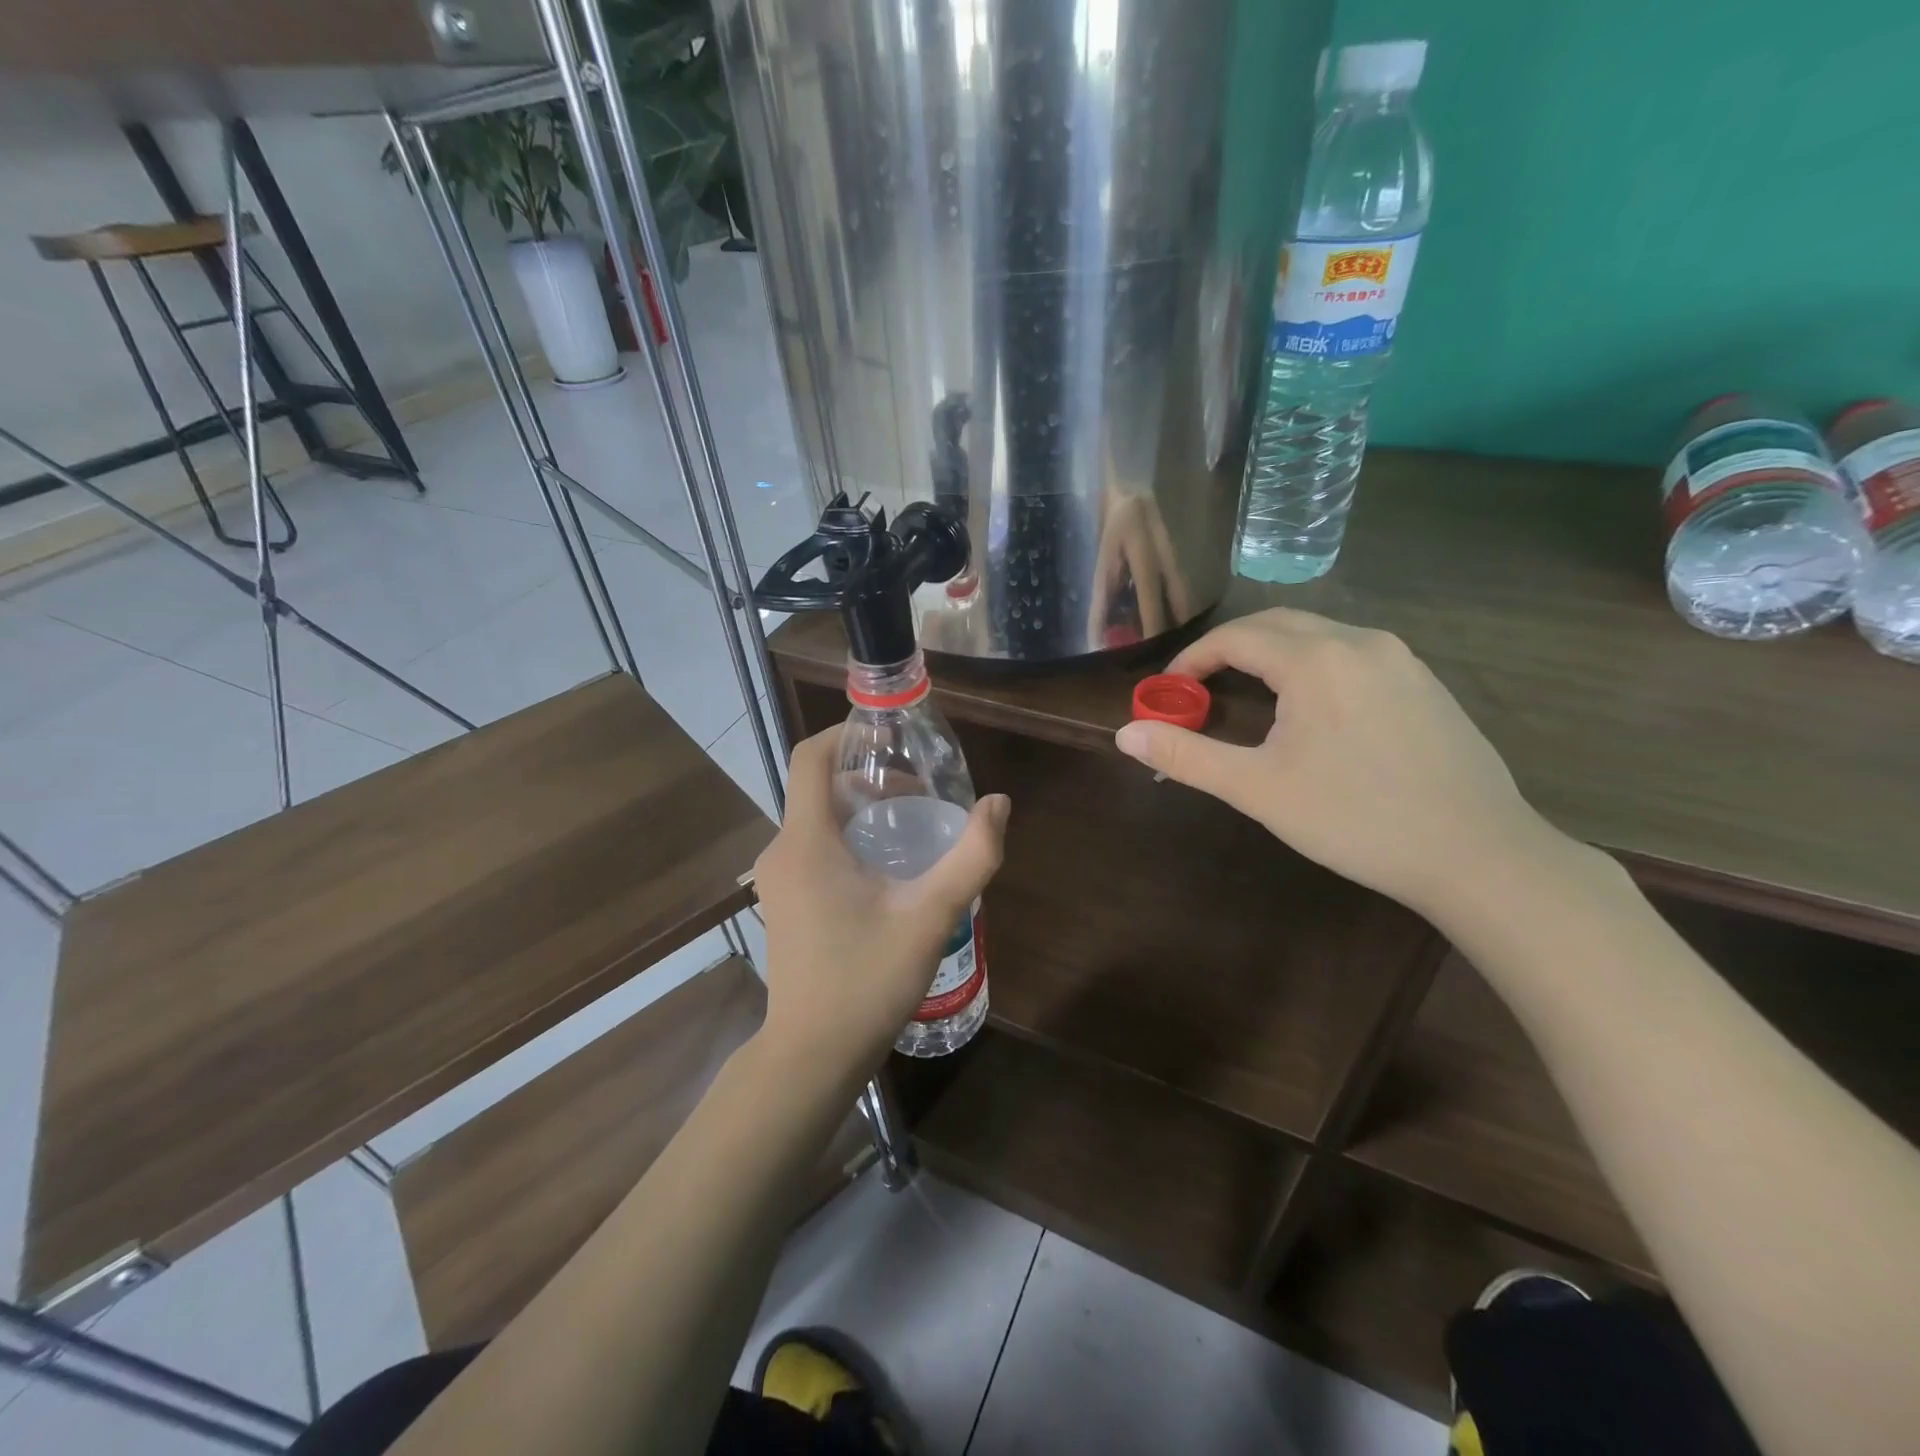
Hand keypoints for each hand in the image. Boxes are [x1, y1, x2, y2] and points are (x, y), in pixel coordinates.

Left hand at [752, 729, 1010, 1080]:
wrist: (812, 1055)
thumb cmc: (866, 980)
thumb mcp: (930, 915)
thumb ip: (971, 856)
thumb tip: (998, 804)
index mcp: (806, 840)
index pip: (809, 757)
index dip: (844, 733)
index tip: (888, 735)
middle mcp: (781, 851)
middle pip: (818, 787)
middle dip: (867, 778)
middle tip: (920, 792)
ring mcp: (776, 880)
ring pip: (816, 820)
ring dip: (860, 811)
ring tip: (912, 829)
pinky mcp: (783, 902)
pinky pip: (812, 848)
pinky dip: (846, 839)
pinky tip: (886, 870)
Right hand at [1114, 607, 1558, 918]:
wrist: (1477, 854)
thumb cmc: (1355, 819)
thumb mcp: (1258, 789)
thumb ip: (1187, 755)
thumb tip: (1125, 733)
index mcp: (1316, 660)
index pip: (1237, 636)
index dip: (1193, 658)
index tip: (1169, 690)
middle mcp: (1360, 642)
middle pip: (1277, 624)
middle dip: (1230, 648)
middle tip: (1200, 688)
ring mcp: (1401, 659)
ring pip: (1319, 635)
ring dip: (1273, 653)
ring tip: (1248, 695)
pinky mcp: (1426, 682)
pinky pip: (1353, 654)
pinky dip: (1313, 664)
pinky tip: (1313, 710)